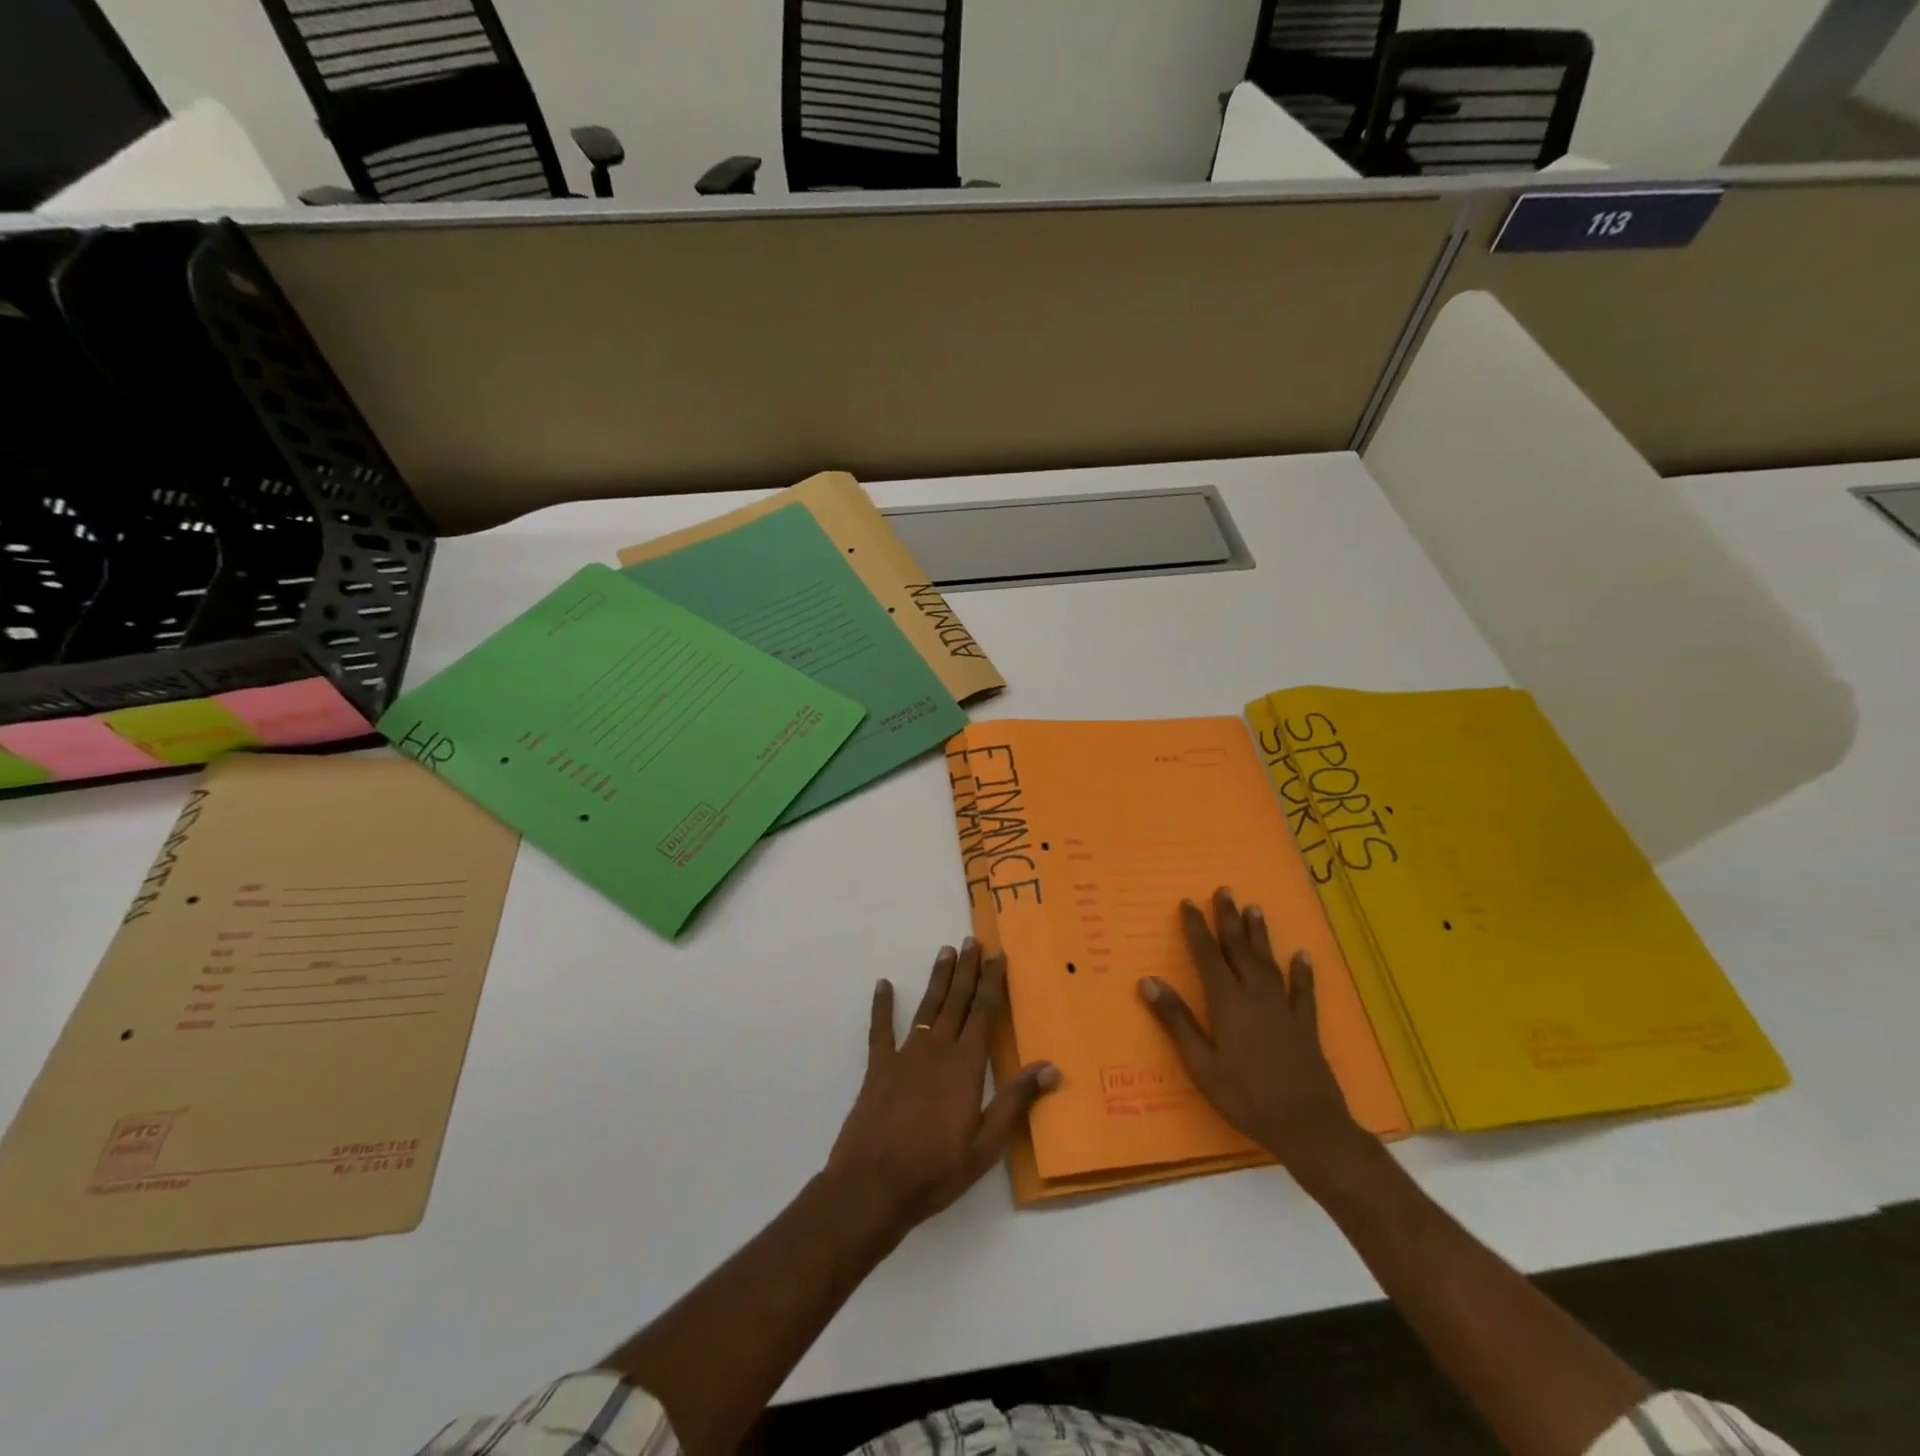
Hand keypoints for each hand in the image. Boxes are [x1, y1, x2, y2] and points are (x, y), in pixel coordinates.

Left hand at [826, 939, 1057, 1236]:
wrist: (873, 1185)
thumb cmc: (935, 1170)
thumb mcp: (985, 1145)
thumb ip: (1015, 1102)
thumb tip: (1051, 1067)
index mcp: (965, 1066)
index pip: (984, 1013)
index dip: (992, 983)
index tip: (998, 956)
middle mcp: (936, 1050)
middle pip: (956, 1001)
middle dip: (967, 970)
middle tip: (972, 941)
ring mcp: (905, 1055)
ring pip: (926, 1007)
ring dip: (937, 979)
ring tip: (945, 952)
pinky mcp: (878, 1067)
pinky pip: (880, 1029)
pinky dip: (882, 1006)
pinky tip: (883, 985)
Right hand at [1139, 888, 1374, 1192]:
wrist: (1307, 1125)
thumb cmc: (1245, 1096)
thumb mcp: (1201, 1064)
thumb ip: (1177, 1021)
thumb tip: (1149, 982)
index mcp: (1227, 1002)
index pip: (1207, 956)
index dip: (1196, 928)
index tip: (1188, 902)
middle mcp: (1255, 996)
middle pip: (1239, 949)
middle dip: (1229, 919)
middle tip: (1224, 890)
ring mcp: (1283, 1009)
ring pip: (1268, 962)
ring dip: (1260, 934)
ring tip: (1254, 908)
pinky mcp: (1305, 1026)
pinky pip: (1303, 992)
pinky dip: (1303, 972)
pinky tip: (1303, 956)